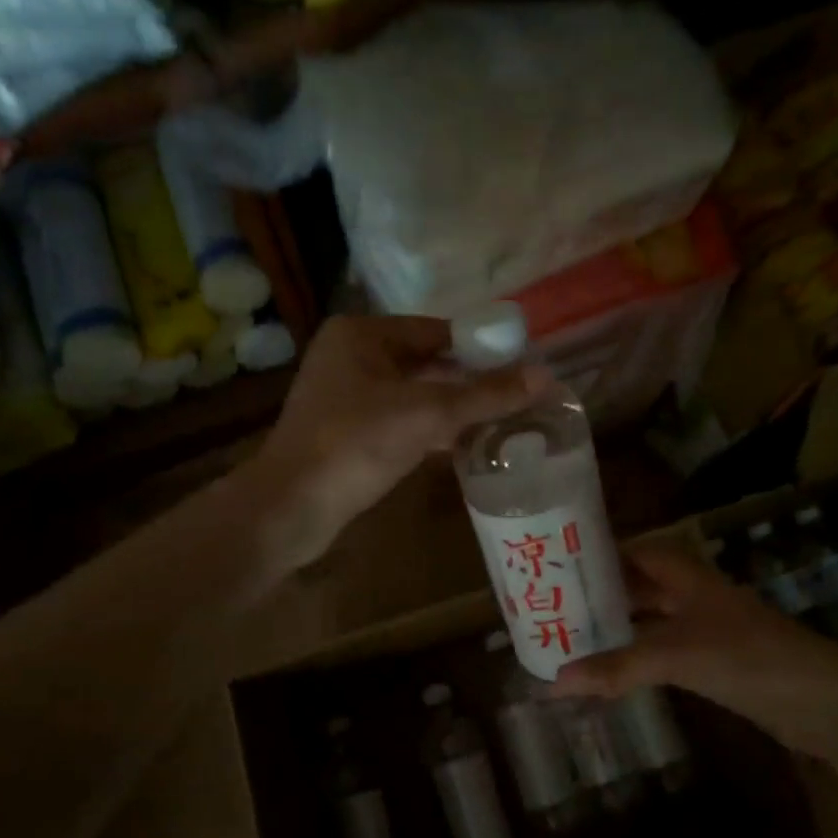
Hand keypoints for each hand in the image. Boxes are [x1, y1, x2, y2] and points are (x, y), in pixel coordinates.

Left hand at [252, 316, 548, 567]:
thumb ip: (485, 395)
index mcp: (361, 334)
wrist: (293, 507)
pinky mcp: (348, 432)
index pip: (436, 330)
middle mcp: (351, 356)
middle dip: (470, 381)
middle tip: (517, 395)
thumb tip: (544, 376)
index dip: (480, 346)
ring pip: (415, 395)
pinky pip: (401, 421)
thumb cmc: (356, 444)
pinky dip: (431, 430)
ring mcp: (347, 396)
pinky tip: (466, 444)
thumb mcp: (427, 414)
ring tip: (502, 419)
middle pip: (427, 362)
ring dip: (454, 408)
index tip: (521, 364)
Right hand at [549, 541, 837, 760]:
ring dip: (619, 628)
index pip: (637, 551)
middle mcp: (694, 596)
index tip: (561, 564)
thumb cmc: (747, 657)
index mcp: (687, 577)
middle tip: (556, 606)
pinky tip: (612, 670)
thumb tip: (554, 681)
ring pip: (652, 621)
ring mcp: (707, 630)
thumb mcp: (675, 656)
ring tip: (572, 638)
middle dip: (603, 595)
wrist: (822, 700)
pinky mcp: (715, 663)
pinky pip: (665, 652)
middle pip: (641, 586)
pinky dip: (638, 658)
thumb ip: (616, 667)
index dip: (601, 554)